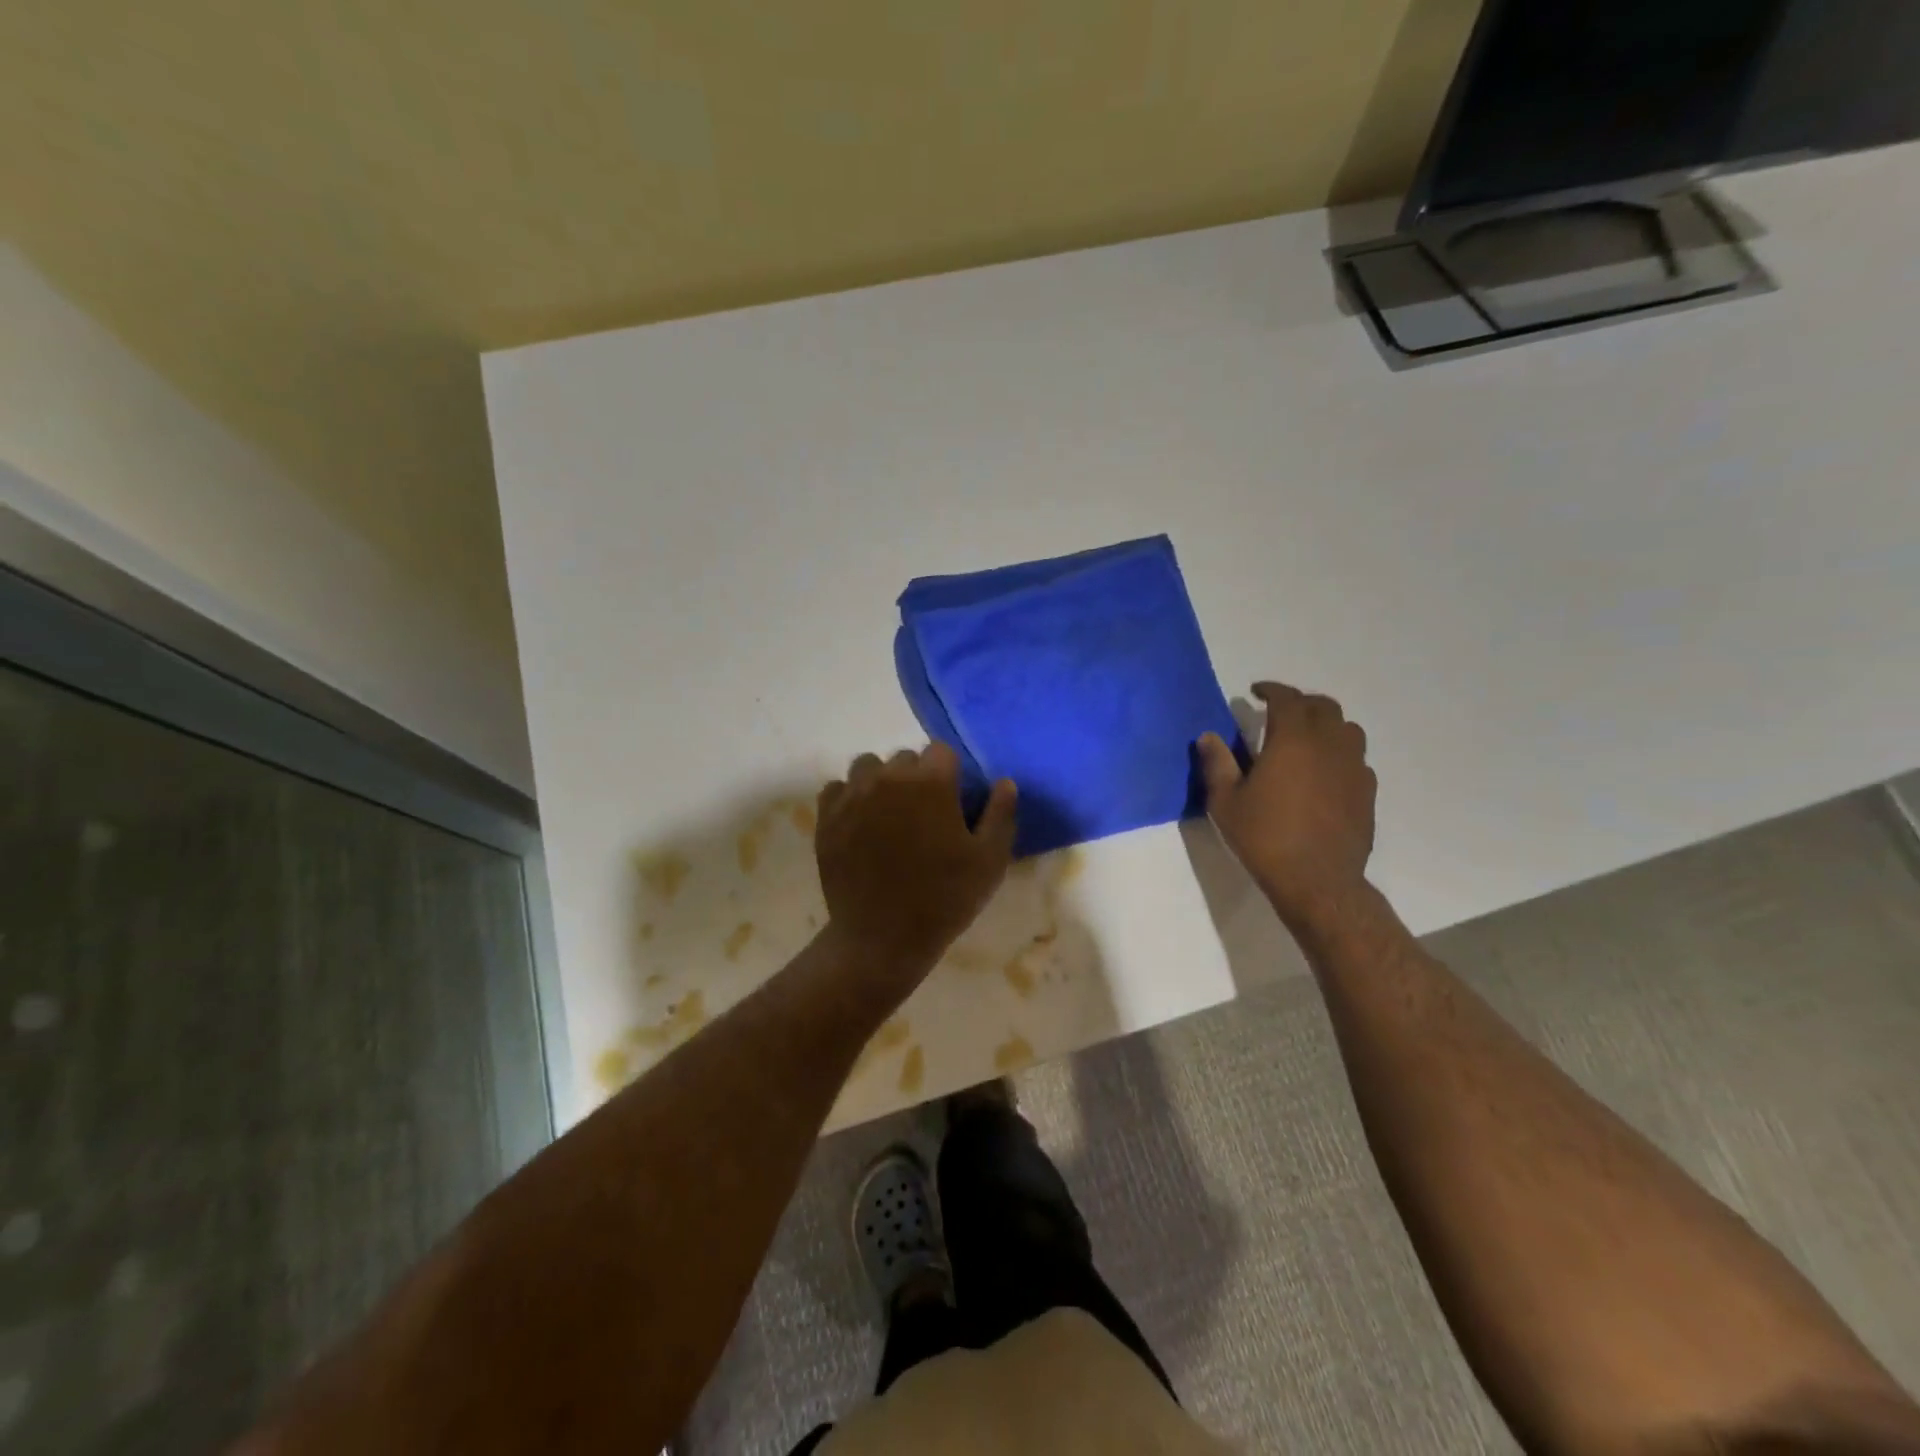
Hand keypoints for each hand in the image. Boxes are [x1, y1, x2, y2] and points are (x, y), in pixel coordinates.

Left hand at [815, 744, 1017, 983]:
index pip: (941, 750)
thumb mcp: (989, 861)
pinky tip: (860, 823)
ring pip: (868, 767)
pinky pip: (837, 789)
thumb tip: (1004, 782)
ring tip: (888, 813)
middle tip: (923, 813)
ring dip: (880, 781)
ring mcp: (853, 796)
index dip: (949, 772)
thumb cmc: (943, 898)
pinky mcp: (827, 817)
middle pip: (904, 758)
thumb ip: (1001, 814)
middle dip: (916, 777)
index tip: (951, 799)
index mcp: (930, 782)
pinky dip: (849, 798)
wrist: (882, 938)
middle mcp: (888, 778)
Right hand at [1196, 682, 1375, 933]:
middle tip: (1279, 713)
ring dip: (1326, 725)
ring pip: (1347, 729)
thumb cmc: (1264, 837)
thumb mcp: (1226, 802)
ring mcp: (1354, 768)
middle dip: (1300, 702)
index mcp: (1293, 740)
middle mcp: (1329, 745)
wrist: (1317, 881)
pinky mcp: (1367, 792)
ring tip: (1306, 738)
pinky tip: (1324, 772)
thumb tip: (1208, 736)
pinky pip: (1356, 759)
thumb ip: (1217, 764)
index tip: (1256, 691)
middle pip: (1323, 706)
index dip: (1271, 689)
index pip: (1287, 698)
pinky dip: (1339, 753)